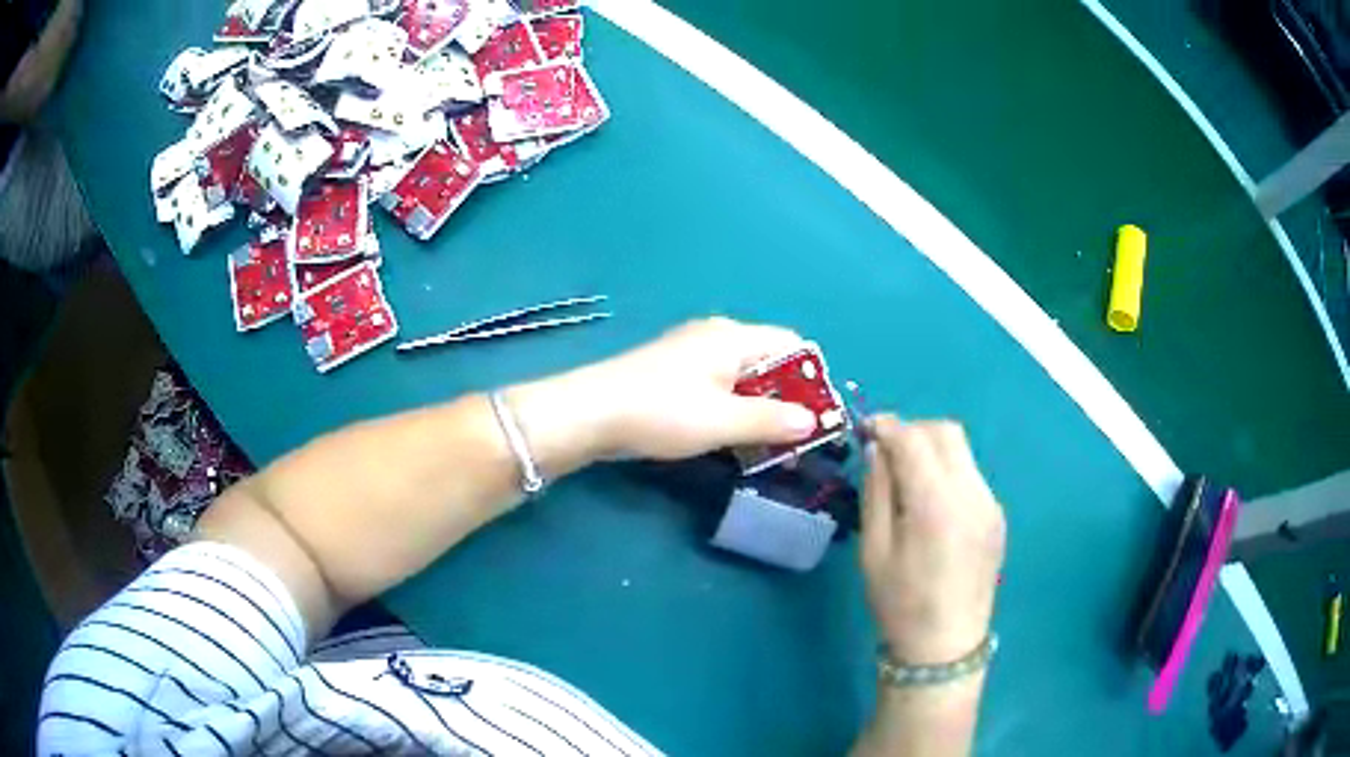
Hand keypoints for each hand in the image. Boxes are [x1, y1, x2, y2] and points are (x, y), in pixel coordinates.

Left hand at [561, 318, 822, 460]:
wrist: (589, 413)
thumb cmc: (661, 412)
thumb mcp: (722, 421)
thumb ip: (772, 420)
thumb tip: (813, 422)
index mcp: (733, 337)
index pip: (793, 346)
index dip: (812, 380)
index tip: (817, 419)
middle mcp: (716, 336)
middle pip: (769, 361)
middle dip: (787, 399)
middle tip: (793, 441)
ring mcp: (692, 353)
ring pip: (743, 377)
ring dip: (759, 409)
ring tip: (766, 447)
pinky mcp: (673, 373)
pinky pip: (719, 386)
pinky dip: (733, 409)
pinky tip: (730, 437)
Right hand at [860, 417, 1005, 664]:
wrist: (946, 646)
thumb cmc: (901, 603)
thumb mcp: (873, 550)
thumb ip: (877, 492)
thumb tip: (879, 450)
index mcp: (936, 504)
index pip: (913, 438)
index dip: (886, 425)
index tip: (864, 429)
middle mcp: (972, 493)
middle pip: (946, 432)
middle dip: (913, 430)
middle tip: (886, 451)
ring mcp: (991, 503)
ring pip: (962, 450)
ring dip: (932, 448)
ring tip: (907, 476)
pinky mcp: (998, 515)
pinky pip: (971, 474)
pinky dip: (948, 470)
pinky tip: (932, 501)